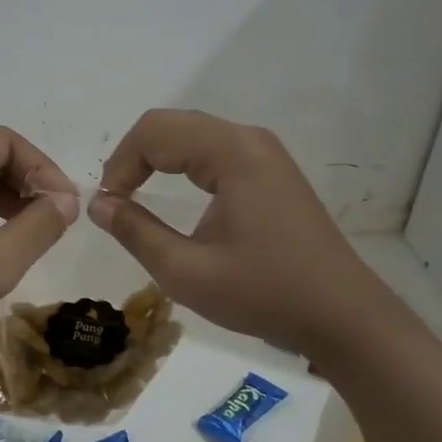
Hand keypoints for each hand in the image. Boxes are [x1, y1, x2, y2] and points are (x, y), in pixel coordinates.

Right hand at [89, 109, 393, 358]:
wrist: (343, 316)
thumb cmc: (264, 294)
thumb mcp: (186, 272)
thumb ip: (135, 232)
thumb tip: (98, 203)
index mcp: (232, 153)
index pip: (154, 132)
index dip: (120, 165)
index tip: (108, 207)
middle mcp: (249, 139)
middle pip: (172, 124)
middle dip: (134, 157)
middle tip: (115, 201)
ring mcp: (264, 152)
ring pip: (191, 133)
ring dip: (156, 158)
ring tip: (135, 197)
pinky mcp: (270, 170)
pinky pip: (212, 149)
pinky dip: (181, 163)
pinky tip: (173, 194)